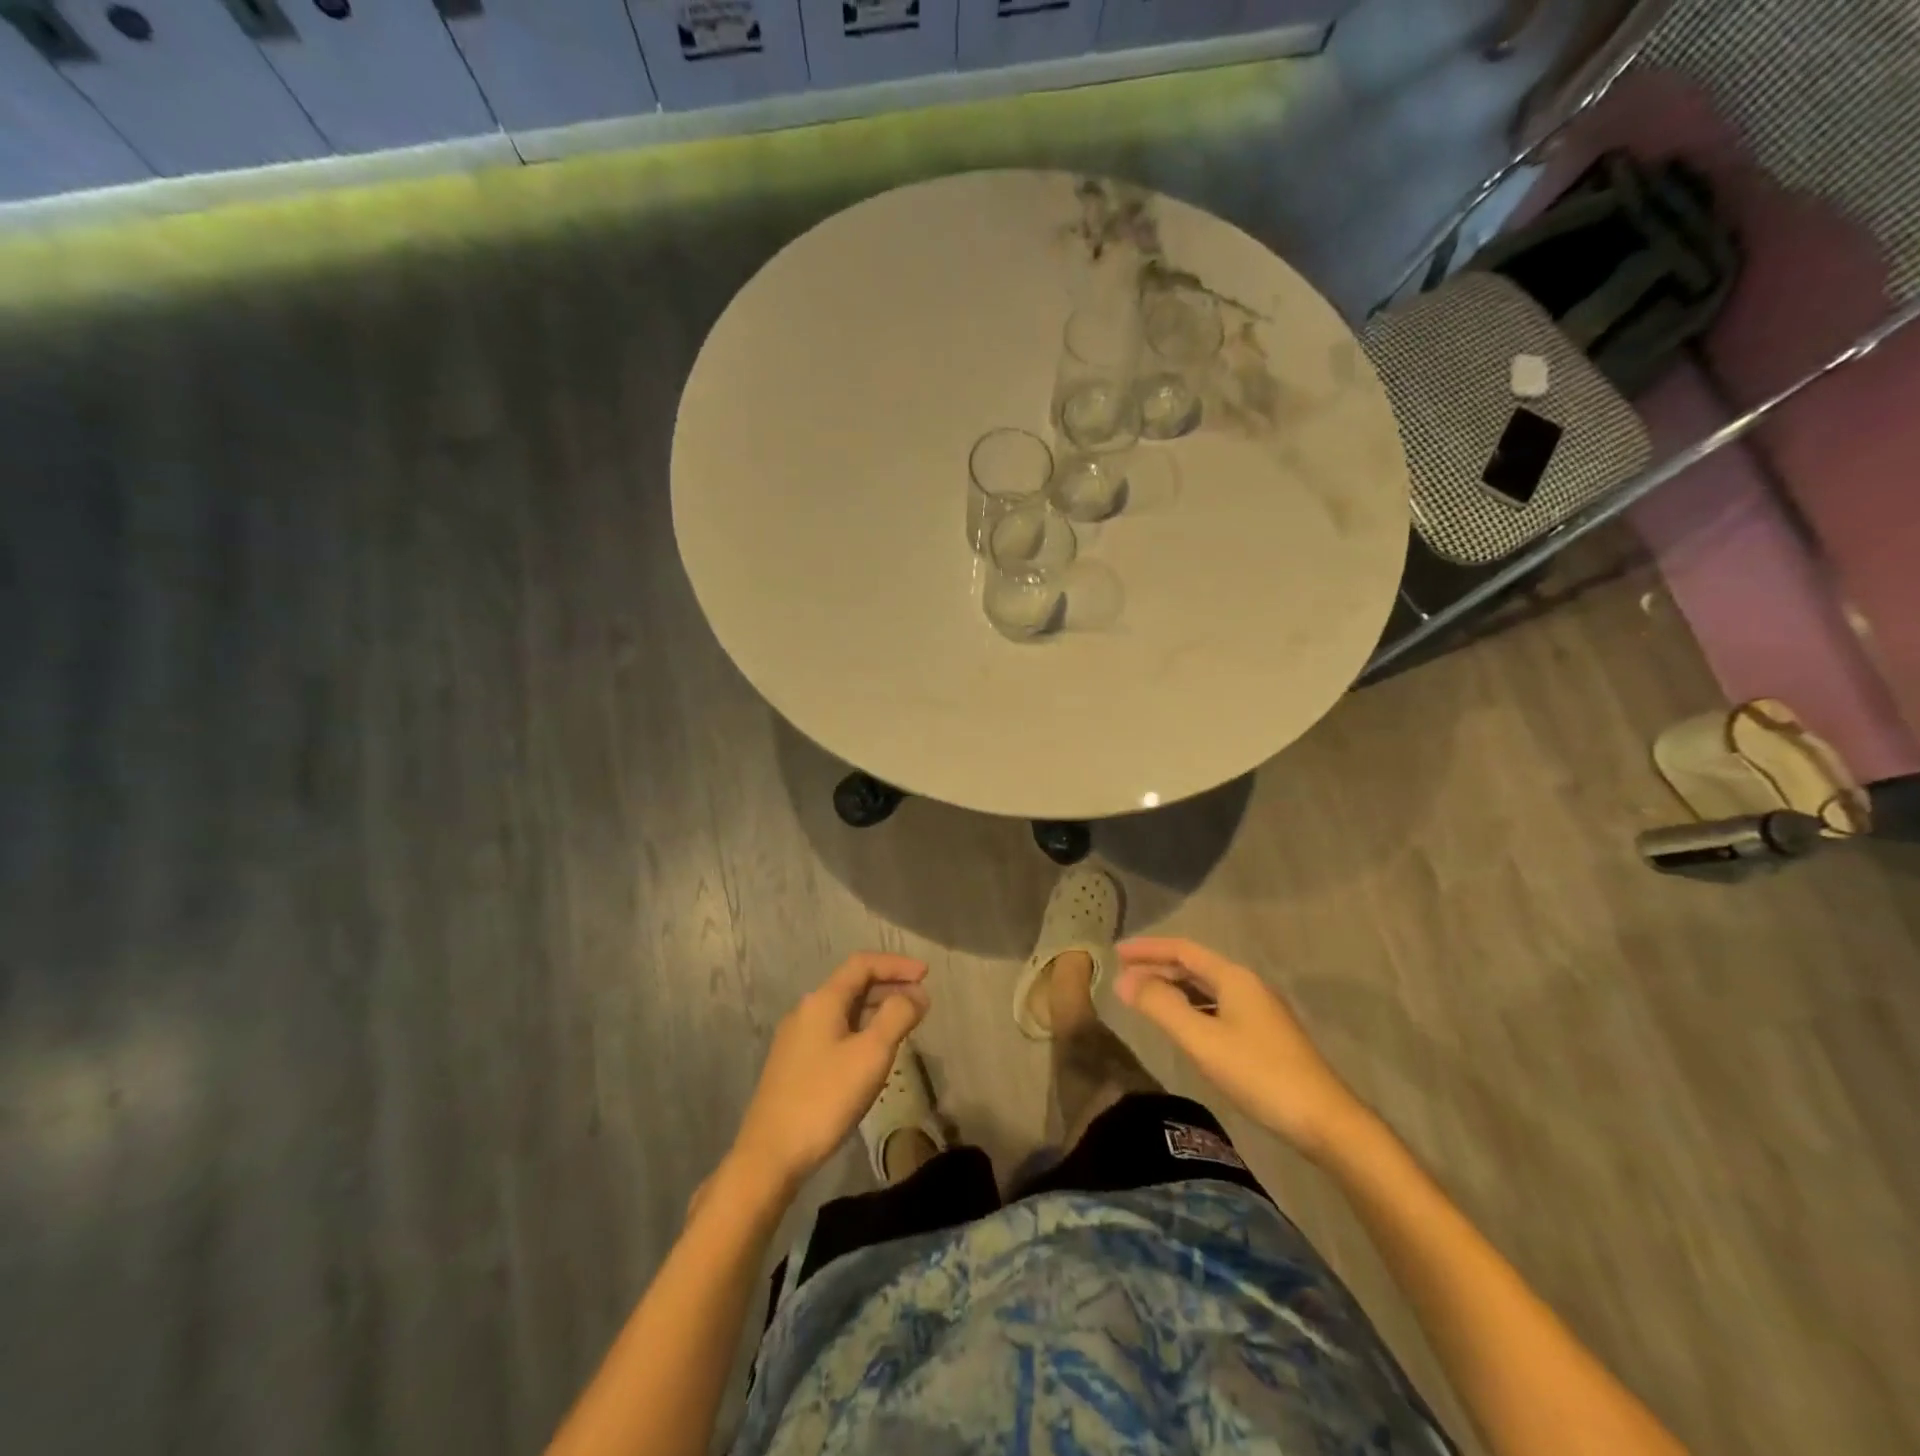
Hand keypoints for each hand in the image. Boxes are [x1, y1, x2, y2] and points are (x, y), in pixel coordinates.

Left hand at [731, 953, 928, 1190]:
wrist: (770, 1155)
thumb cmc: (824, 1099)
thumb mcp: (870, 1055)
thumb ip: (897, 1017)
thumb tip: (916, 994)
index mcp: (822, 1001)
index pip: (862, 964)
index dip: (896, 964)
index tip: (926, 974)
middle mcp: (806, 1011)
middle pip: (853, 985)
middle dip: (889, 986)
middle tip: (922, 1000)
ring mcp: (797, 1038)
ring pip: (844, 1010)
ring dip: (877, 1009)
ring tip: (906, 1023)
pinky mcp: (795, 1064)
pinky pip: (835, 1031)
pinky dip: (861, 1029)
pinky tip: (874, 1052)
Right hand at [1116, 937, 1369, 1161]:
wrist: (1324, 1121)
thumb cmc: (1259, 1074)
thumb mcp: (1202, 1039)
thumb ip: (1161, 1007)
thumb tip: (1123, 980)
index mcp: (1233, 977)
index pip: (1182, 950)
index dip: (1147, 949)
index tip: (1116, 952)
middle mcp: (1246, 985)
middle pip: (1194, 966)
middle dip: (1157, 968)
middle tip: (1122, 977)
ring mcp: (1258, 1011)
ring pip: (1205, 988)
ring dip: (1173, 988)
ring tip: (1143, 998)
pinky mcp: (1263, 1035)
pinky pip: (1216, 1007)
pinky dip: (1190, 1008)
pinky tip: (1180, 1025)